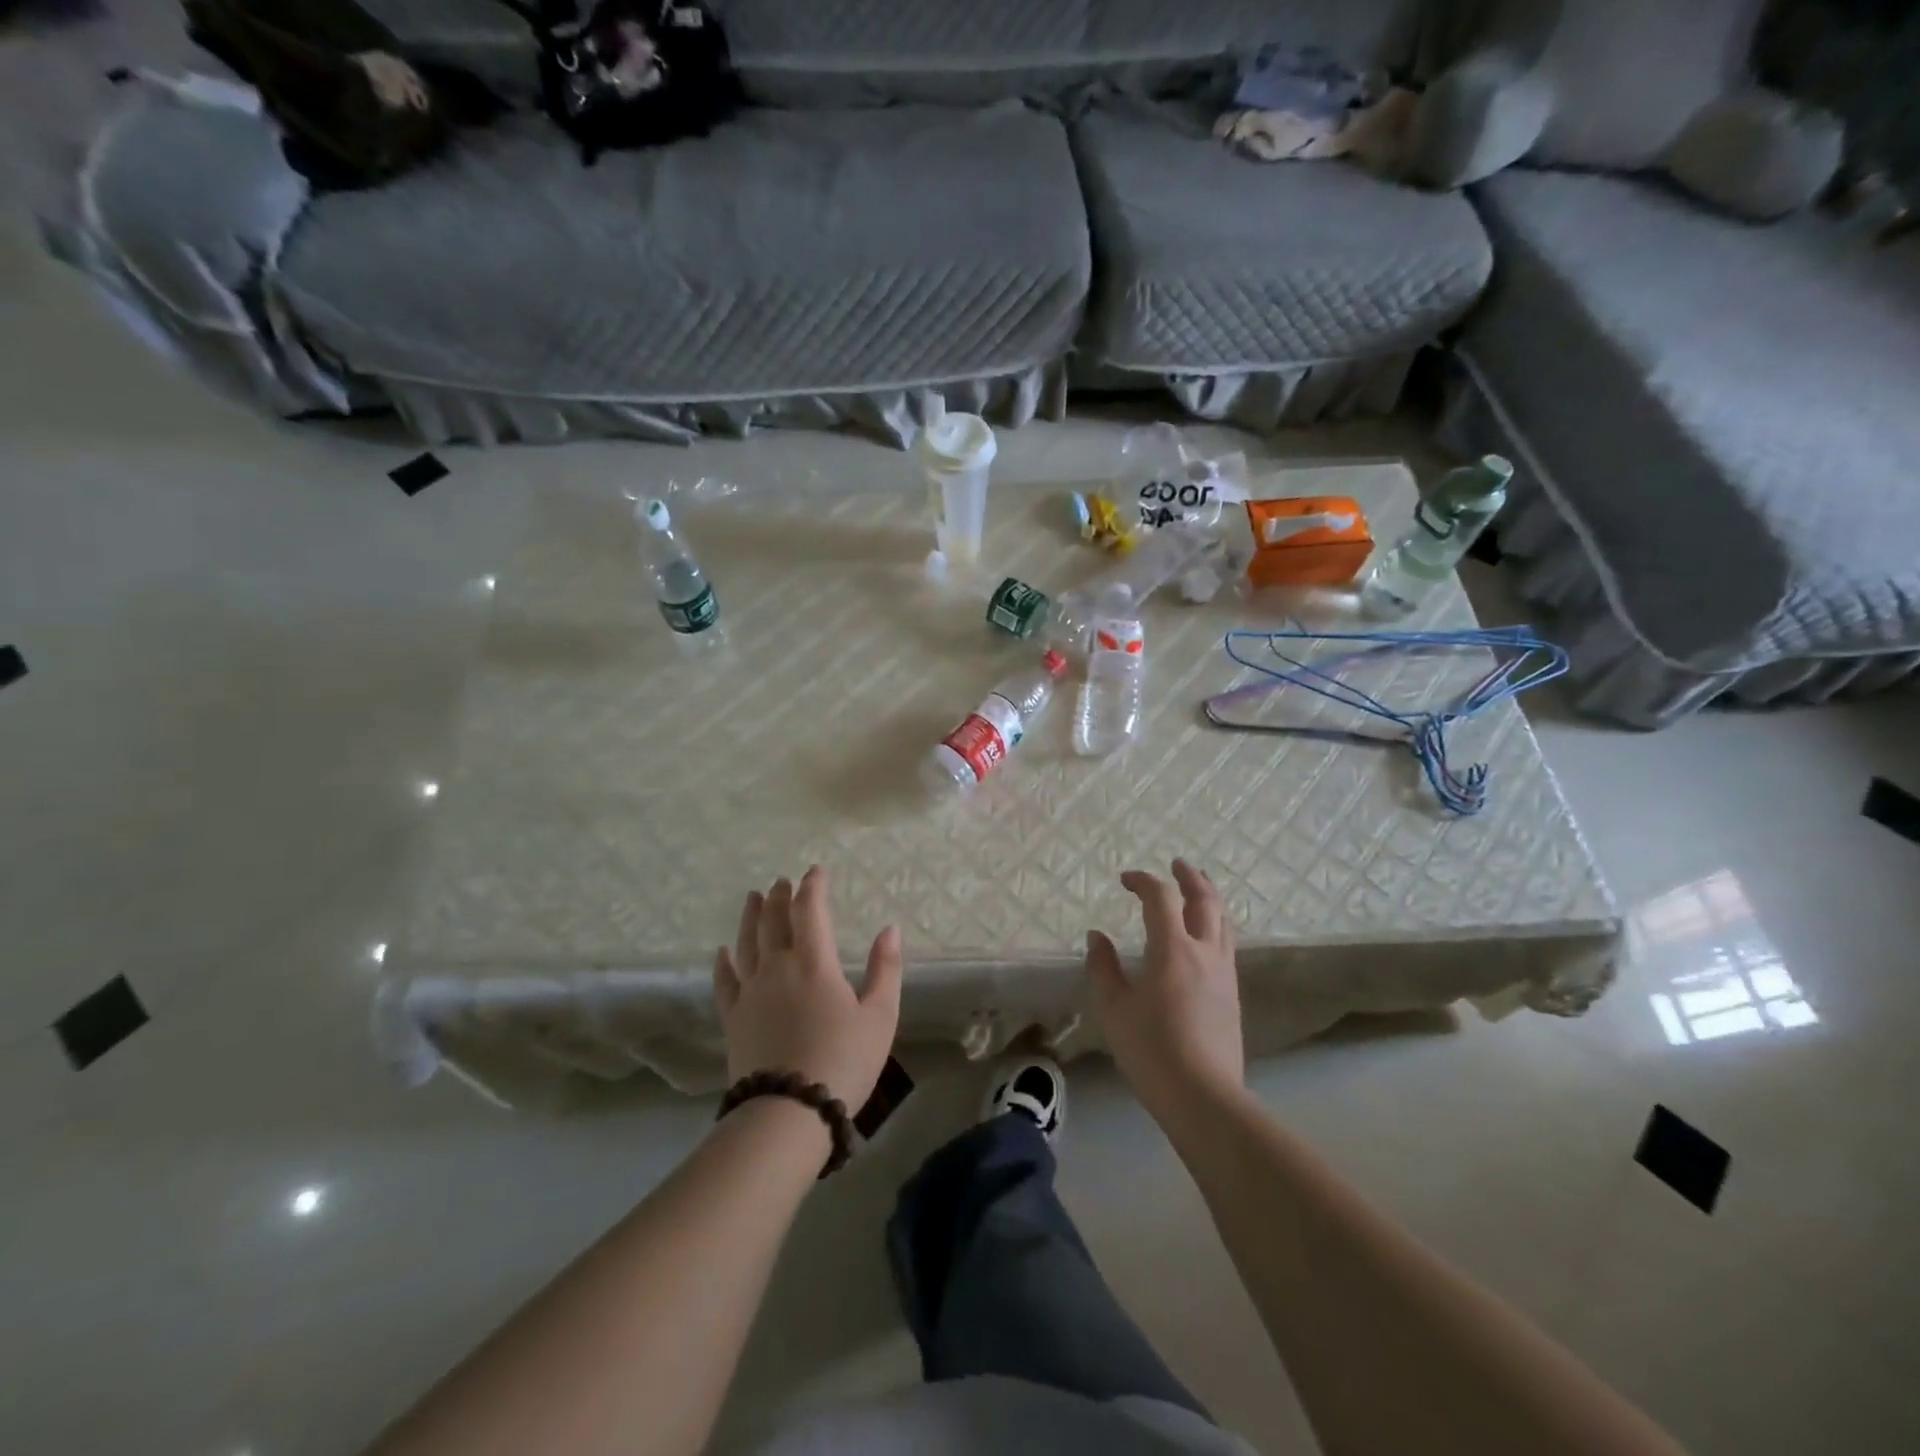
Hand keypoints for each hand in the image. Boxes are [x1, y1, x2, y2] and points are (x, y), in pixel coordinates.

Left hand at [713, 866, 902, 1110]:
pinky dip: (723, 962)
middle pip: (774, 921)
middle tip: (782, 881)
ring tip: (754, 897)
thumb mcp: (880, 1016)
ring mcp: (750, 992)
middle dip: (780, 896)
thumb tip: (890, 929)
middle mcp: (777, 967)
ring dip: (751, 916)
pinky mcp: (733, 1018)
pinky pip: (724, 981)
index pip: (809, 910)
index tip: (816, 871)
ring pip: (746, 943)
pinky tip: (721, 952)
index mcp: (814, 963)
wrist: (789, 1113)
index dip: (813, 887)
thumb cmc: (843, 1061)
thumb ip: (885, 969)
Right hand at [1085, 859, 1242, 1116]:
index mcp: (1173, 949)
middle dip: (1190, 878)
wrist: (1203, 1097)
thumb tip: (1098, 937)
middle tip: (1177, 864)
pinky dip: (1216, 924)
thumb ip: (1103, 967)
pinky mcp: (1233, 994)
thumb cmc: (1150, 1050)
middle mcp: (1204, 952)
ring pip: (1223, 921)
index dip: (1143, 881)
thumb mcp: (1113, 1008)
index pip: (1161, 898)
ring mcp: (1224, 973)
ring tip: (1198, 889)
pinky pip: (1227, 943)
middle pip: (1205, 900)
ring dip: (1209, 898)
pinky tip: (1206, 936)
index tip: (1125, 879)